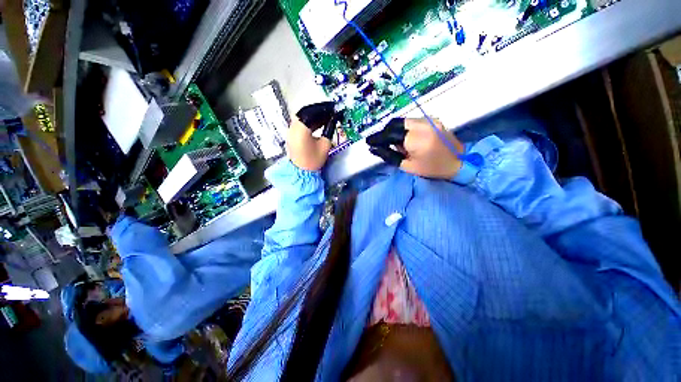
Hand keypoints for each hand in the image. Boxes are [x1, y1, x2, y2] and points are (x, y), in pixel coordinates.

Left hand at [287, 102, 339, 170]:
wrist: (301, 172)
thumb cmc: (313, 161)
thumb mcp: (325, 145)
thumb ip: (329, 130)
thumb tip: (332, 120)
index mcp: (301, 129)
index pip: (312, 112)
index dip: (323, 109)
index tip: (332, 108)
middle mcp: (293, 127)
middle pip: (305, 112)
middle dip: (318, 110)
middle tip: (329, 111)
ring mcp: (290, 130)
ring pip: (302, 116)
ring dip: (313, 115)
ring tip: (325, 116)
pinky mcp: (291, 134)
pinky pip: (300, 122)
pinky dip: (309, 120)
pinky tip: (318, 122)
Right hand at [366, 118, 462, 179]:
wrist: (459, 163)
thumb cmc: (432, 169)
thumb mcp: (407, 166)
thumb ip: (389, 155)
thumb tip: (373, 149)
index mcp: (417, 139)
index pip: (390, 134)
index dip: (377, 138)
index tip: (368, 142)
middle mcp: (423, 124)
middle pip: (395, 123)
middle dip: (385, 133)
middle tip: (380, 144)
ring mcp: (429, 120)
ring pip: (403, 121)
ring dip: (394, 131)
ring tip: (394, 144)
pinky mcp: (433, 120)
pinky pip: (411, 122)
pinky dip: (403, 129)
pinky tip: (405, 140)